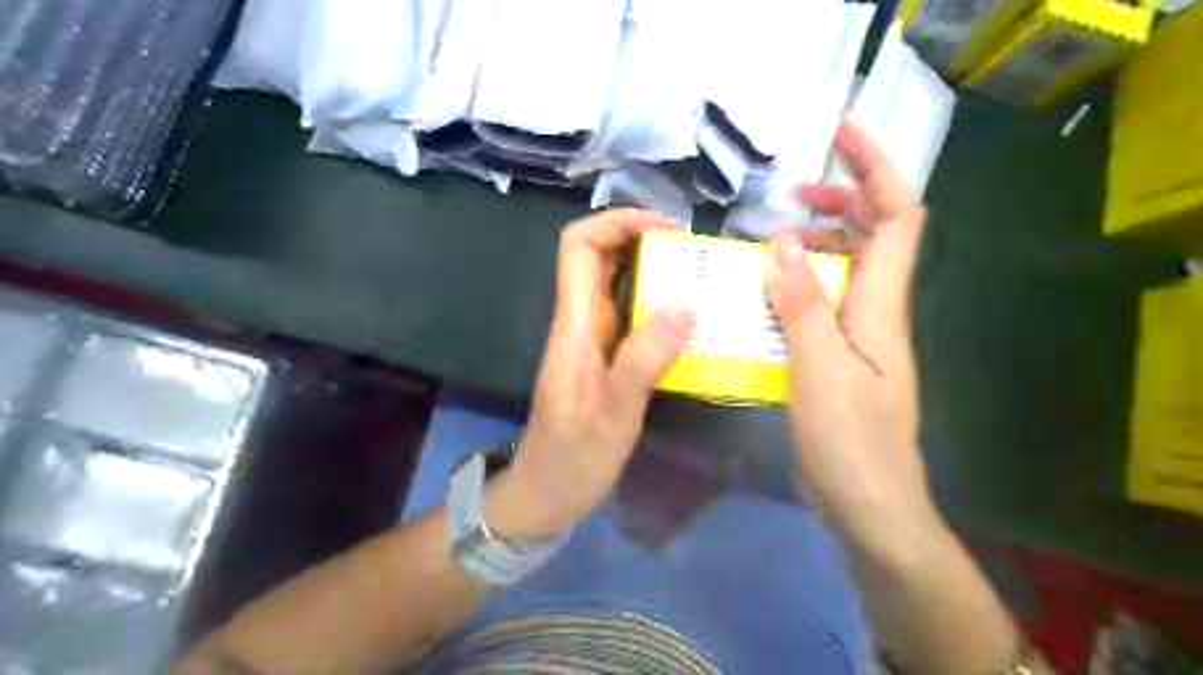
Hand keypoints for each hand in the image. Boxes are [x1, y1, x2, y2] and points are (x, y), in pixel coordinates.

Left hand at [487, 208, 695, 540]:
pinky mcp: (604, 355)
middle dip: (642, 238)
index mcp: (575, 325)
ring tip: (699, 275)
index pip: (578, 246)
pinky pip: (629, 311)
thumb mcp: (613, 414)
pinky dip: (655, 299)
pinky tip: (688, 315)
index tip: (667, 228)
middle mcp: (580, 320)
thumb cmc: (573, 457)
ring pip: (615, 281)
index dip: (617, 221)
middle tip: (693, 252)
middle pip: (598, 254)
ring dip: (652, 266)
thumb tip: (684, 304)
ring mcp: (591, 337)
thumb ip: (643, 360)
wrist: (546, 492)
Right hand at [759, 119, 938, 544]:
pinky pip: (824, 303)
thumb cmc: (851, 443)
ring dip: (816, 243)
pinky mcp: (839, 357)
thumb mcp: (821, 371)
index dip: (875, 168)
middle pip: (875, 235)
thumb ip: (802, 305)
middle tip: (790, 198)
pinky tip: (766, 294)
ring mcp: (859, 336)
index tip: (840, 133)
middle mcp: (877, 312)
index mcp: (882, 306)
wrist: (870, 506)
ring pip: (847, 269)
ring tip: (771, 241)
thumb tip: (780, 241)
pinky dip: (799, 284)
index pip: (896, 217)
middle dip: (841, 200)